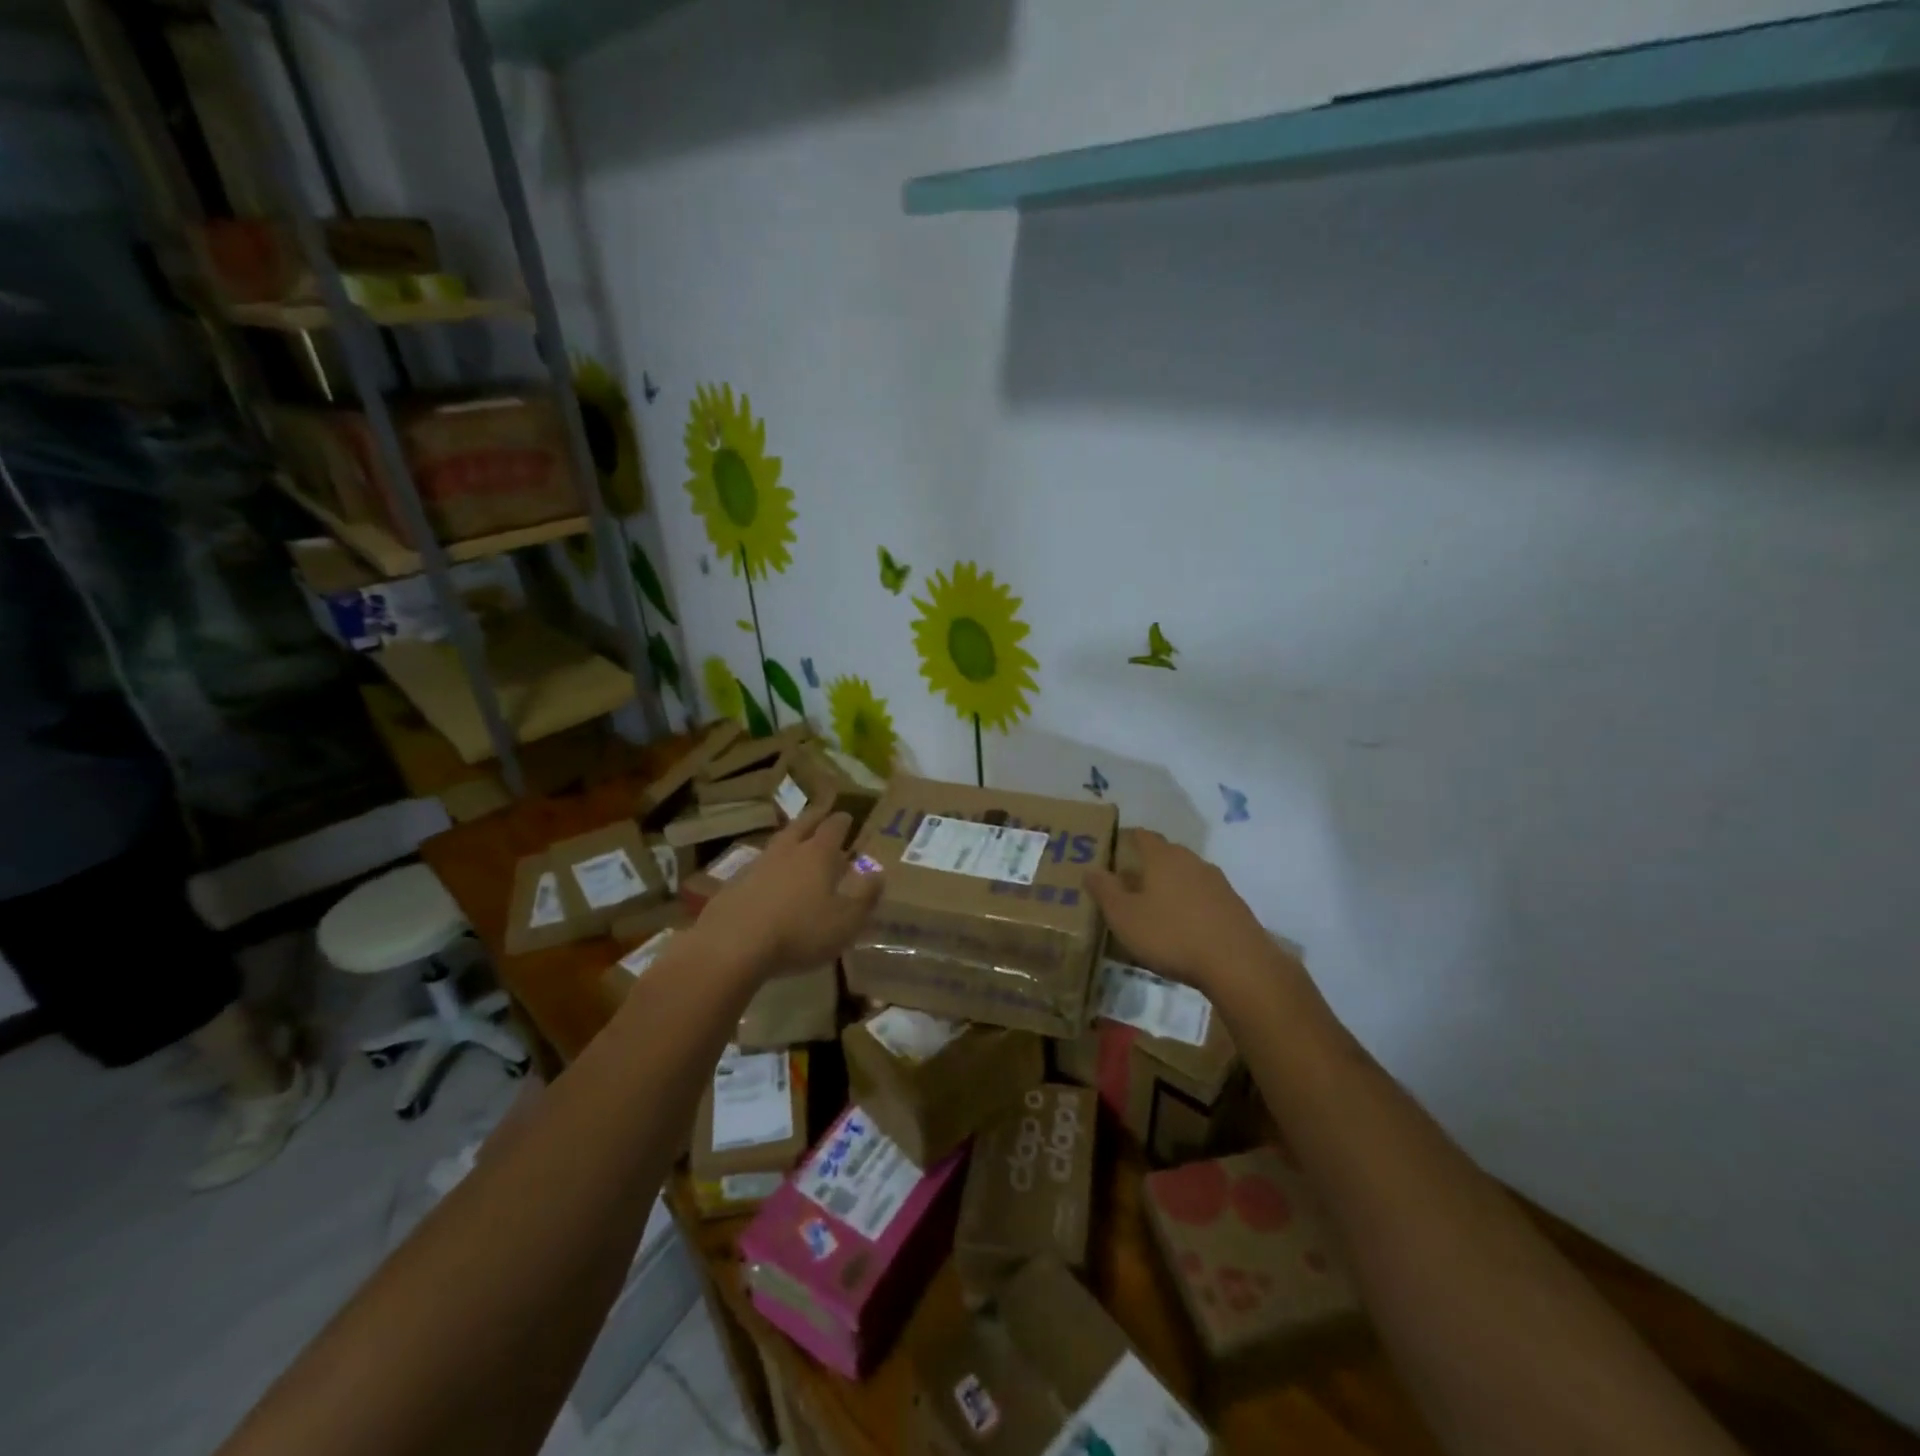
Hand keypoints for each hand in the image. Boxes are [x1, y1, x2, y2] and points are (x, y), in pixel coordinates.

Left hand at [689, 805, 883, 982]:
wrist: (734, 945)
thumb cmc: (800, 931)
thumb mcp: (845, 921)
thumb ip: (865, 897)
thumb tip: (879, 875)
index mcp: (818, 855)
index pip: (833, 828)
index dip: (841, 821)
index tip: (847, 816)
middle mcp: (788, 852)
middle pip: (802, 826)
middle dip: (814, 817)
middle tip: (821, 811)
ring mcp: (757, 866)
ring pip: (777, 843)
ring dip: (789, 838)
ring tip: (795, 840)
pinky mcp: (734, 885)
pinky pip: (757, 866)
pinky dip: (768, 866)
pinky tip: (768, 877)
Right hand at [1086, 829, 1295, 996]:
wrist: (1238, 964)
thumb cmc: (1171, 934)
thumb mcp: (1124, 916)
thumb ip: (1104, 890)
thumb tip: (1090, 869)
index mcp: (1163, 856)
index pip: (1141, 835)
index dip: (1125, 840)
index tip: (1111, 853)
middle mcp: (1191, 860)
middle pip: (1164, 854)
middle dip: (1145, 866)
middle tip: (1126, 885)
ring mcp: (1217, 882)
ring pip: (1185, 876)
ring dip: (1169, 887)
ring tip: (1153, 909)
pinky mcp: (1233, 905)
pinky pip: (1203, 896)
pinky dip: (1189, 905)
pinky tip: (1183, 928)